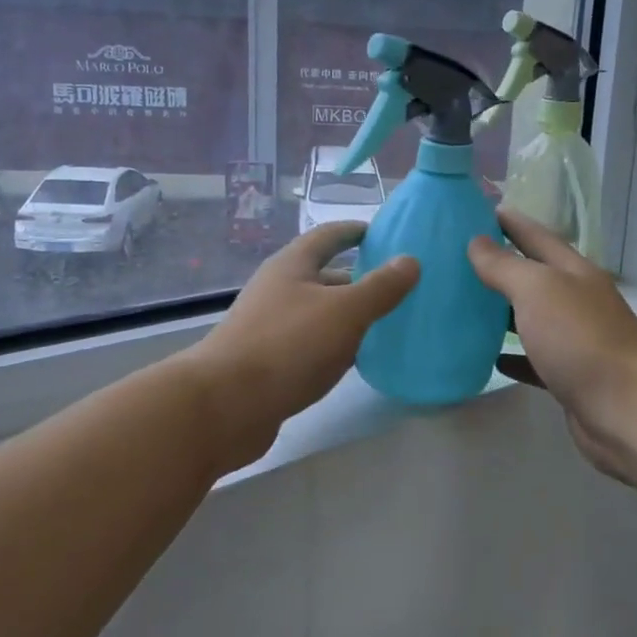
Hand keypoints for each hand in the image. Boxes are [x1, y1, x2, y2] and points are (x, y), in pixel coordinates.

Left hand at [188, 222, 418, 466]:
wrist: (226, 405)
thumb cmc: (288, 345)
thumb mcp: (344, 312)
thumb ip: (380, 287)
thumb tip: (410, 260)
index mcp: (292, 265)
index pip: (328, 235)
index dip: (355, 231)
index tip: (383, 233)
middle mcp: (278, 289)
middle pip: (324, 275)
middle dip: (358, 277)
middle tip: (398, 286)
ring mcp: (270, 326)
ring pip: (318, 311)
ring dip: (348, 314)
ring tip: (387, 322)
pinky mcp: (268, 361)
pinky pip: (310, 343)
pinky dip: (335, 344)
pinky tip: (355, 359)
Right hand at [467, 210, 636, 483]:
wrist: (627, 409)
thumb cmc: (581, 339)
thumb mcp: (538, 290)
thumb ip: (505, 266)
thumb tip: (476, 242)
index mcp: (573, 272)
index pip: (537, 236)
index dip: (510, 222)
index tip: (477, 210)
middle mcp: (577, 301)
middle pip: (535, 276)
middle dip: (502, 265)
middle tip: (458, 258)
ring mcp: (575, 341)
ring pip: (532, 318)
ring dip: (503, 311)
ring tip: (464, 304)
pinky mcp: (569, 377)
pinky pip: (534, 360)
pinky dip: (513, 356)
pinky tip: (490, 356)